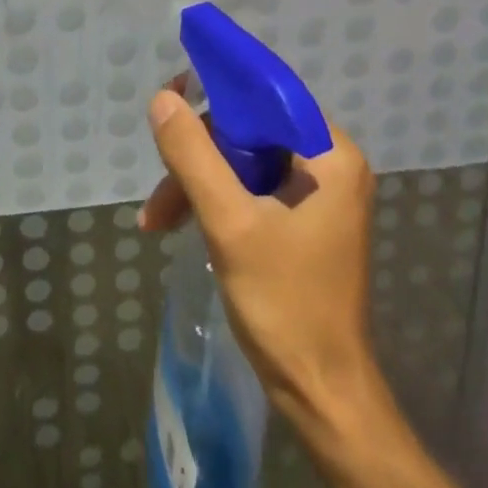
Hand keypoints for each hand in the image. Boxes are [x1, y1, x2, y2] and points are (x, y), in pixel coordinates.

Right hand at [138, 88, 379, 425]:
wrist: (321, 393)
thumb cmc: (285, 305)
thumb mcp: (230, 224)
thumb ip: (194, 157)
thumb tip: (163, 99)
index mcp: (330, 155)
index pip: (266, 98)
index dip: (216, 94)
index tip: (169, 102)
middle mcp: (329, 164)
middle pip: (249, 132)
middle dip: (197, 157)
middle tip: (159, 190)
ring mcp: (316, 194)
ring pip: (243, 163)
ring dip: (197, 185)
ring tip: (156, 220)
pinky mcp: (301, 220)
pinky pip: (250, 189)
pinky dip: (214, 203)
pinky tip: (179, 225)